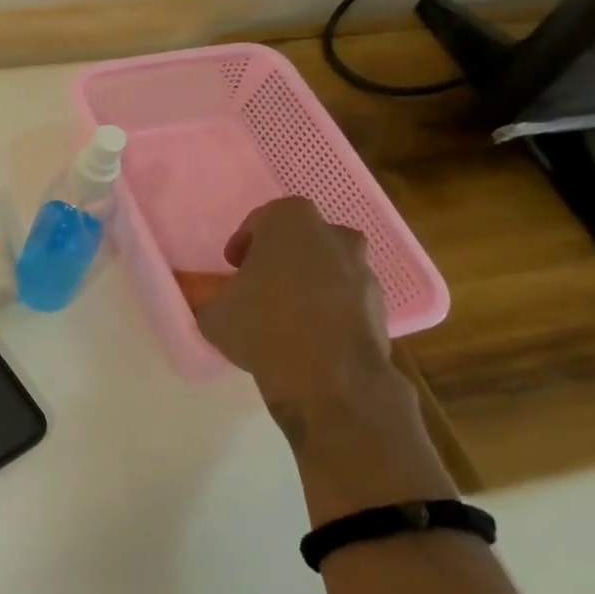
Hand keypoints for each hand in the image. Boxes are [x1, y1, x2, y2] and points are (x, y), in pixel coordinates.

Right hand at [194, 196, 392, 417]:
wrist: (329, 375)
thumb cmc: (263, 326)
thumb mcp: (213, 312)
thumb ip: (215, 298)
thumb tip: (218, 302)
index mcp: (290, 223)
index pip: (264, 218)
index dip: (245, 240)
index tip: (233, 265)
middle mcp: (333, 236)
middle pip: (303, 239)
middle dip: (283, 257)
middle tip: (261, 283)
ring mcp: (362, 271)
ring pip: (329, 267)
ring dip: (309, 283)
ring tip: (285, 315)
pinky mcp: (380, 306)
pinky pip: (346, 298)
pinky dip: (329, 309)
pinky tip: (309, 337)